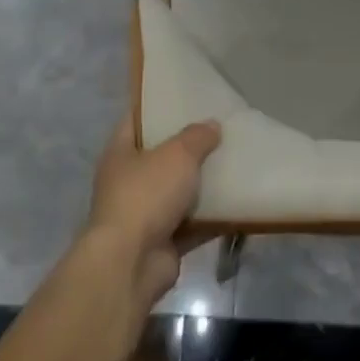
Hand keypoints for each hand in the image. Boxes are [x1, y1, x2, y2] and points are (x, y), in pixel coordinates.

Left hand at [82, 117, 221, 312]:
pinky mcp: (163, 243)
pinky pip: (192, 223)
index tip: (184, 96)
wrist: (131, 264)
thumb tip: (212, 126)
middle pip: (161, 156)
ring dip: (202, 184)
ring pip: (178, 191)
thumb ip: (197, 137)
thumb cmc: (146, 195)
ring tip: (233, 162)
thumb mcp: (177, 154)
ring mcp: (144, 215)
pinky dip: (212, 217)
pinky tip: (238, 202)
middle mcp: (128, 182)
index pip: (136, 119)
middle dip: (188, 146)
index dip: (157, 106)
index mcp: (120, 153)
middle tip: (219, 129)